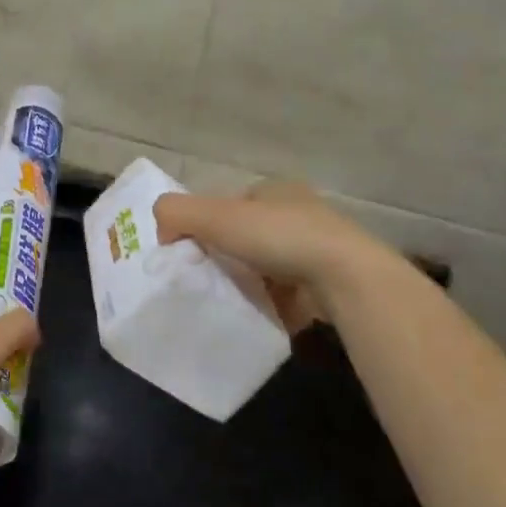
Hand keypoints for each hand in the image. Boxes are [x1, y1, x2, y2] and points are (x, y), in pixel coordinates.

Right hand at [153, 181, 381, 331]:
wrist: (344, 277)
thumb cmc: (280, 237)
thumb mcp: (216, 216)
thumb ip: (177, 213)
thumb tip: (161, 231)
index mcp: (275, 191)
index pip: (229, 205)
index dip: (206, 225)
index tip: (192, 253)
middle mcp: (298, 214)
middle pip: (247, 237)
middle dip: (227, 257)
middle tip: (205, 281)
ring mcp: (316, 250)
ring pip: (266, 267)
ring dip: (248, 283)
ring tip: (228, 302)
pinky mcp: (326, 283)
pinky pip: (285, 294)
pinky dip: (269, 304)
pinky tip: (255, 316)